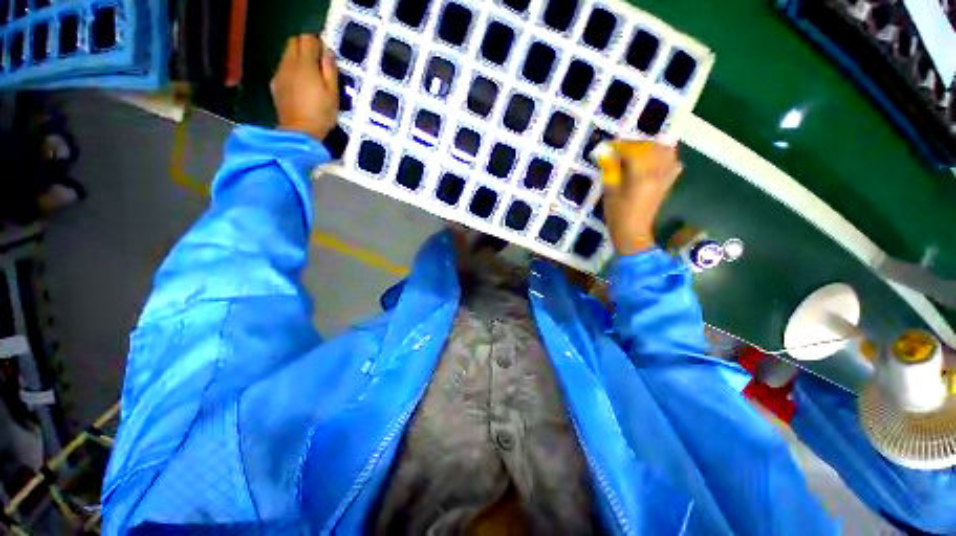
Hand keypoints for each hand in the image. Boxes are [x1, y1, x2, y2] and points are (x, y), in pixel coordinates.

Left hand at [271, 35, 338, 140]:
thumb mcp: (333, 94)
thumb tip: (327, 52)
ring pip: (287, 55)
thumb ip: (330, 70)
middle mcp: (289, 63)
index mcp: (306, 64)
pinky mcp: (275, 84)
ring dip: (298, 59)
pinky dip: (292, 71)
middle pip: (294, 42)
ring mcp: (280, 73)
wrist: (299, 132)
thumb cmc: (321, 114)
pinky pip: (283, 69)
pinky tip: (300, 87)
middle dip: (306, 47)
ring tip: (311, 77)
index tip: (326, 56)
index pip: (308, 39)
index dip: (318, 43)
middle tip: (318, 63)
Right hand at [601, 141, 681, 255]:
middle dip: (635, 144)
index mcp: (641, 175)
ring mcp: (666, 176)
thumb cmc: (617, 213)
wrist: (633, 231)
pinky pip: (672, 162)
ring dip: (651, 147)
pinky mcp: (668, 182)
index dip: (620, 146)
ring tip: (636, 152)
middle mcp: (658, 172)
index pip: (634, 150)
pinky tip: (653, 160)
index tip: (608, 147)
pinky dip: (664, 156)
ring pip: (665, 151)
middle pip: (651, 147)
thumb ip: (610, 169)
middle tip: (620, 149)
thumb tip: (605, 152)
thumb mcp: (609, 191)